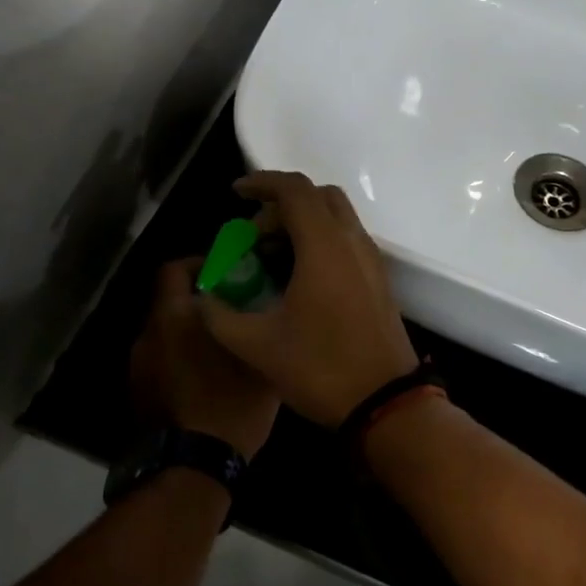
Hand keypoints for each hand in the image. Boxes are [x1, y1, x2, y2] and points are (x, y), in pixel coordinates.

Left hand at [130, 259, 279, 458]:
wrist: (189, 471)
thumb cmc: (227, 408)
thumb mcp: (258, 365)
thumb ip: (256, 328)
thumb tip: (264, 309)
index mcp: (173, 319)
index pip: (173, 270)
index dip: (198, 264)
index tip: (226, 274)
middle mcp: (147, 336)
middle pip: (170, 303)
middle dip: (199, 302)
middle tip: (234, 312)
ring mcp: (137, 367)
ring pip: (165, 334)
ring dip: (189, 334)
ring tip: (223, 349)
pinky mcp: (137, 394)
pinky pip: (160, 362)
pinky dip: (179, 361)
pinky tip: (207, 380)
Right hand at [195, 172, 419, 425]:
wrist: (384, 402)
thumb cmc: (321, 369)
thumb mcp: (257, 346)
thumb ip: (219, 317)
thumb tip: (200, 301)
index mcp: (324, 246)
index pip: (294, 190)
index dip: (261, 183)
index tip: (235, 194)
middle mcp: (352, 242)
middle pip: (318, 196)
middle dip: (281, 204)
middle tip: (254, 235)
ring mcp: (371, 260)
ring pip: (336, 217)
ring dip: (302, 223)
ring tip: (271, 256)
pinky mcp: (379, 279)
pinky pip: (347, 240)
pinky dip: (320, 241)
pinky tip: (297, 277)